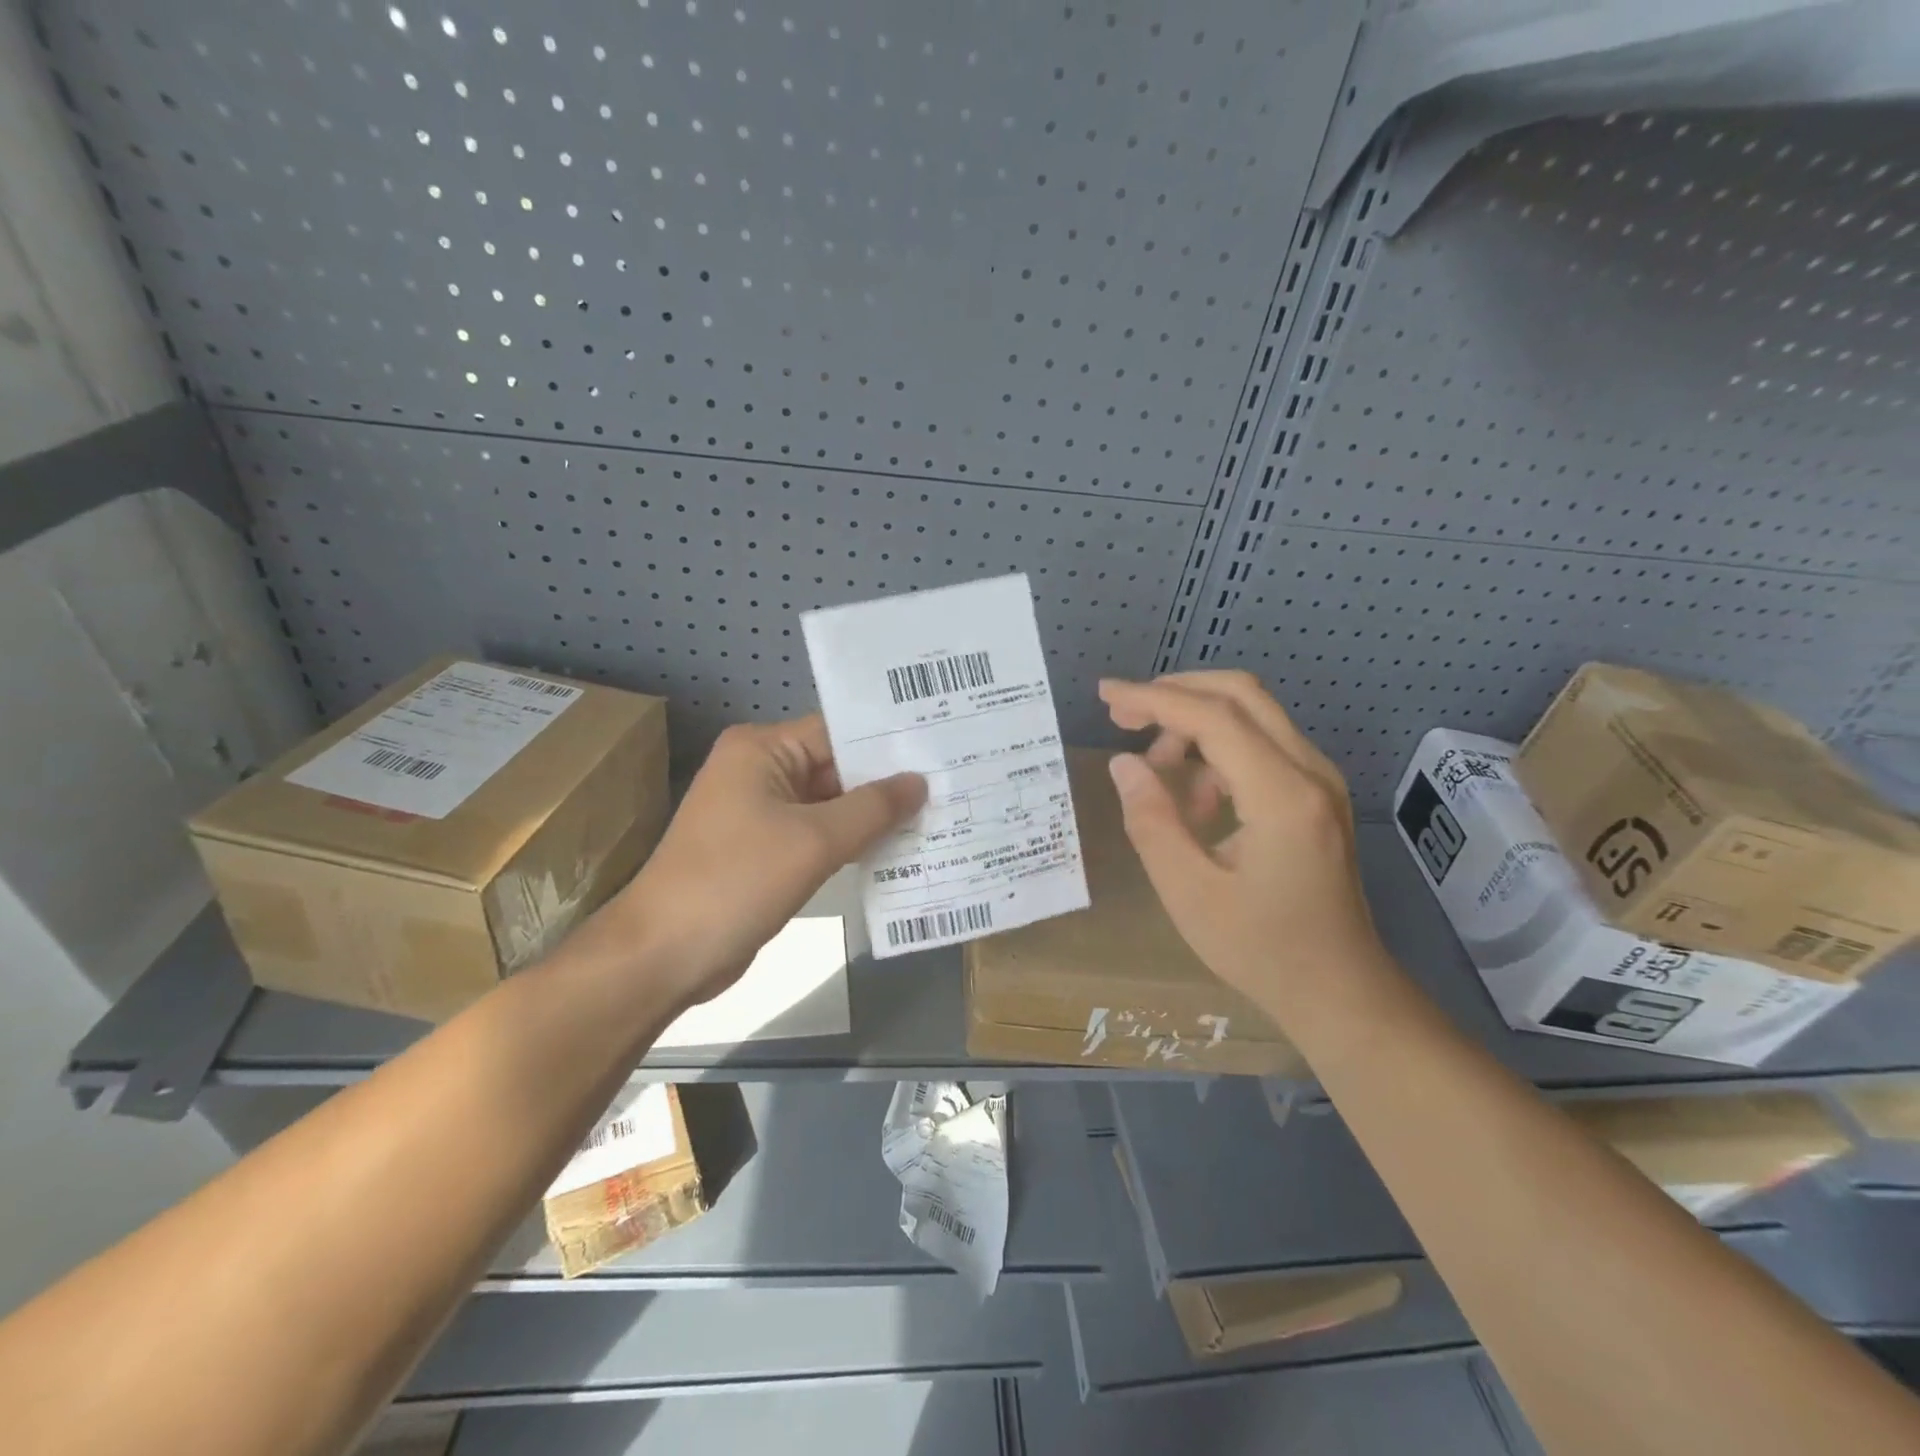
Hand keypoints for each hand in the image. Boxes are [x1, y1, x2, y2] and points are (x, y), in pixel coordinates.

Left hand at [609, 716, 925, 1006]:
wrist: (664, 954)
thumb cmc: (737, 881)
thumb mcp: (814, 841)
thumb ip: (872, 808)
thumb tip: (919, 782)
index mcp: (762, 749)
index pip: (838, 731)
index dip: (889, 742)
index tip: (941, 749)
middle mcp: (760, 769)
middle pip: (836, 766)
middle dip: (886, 781)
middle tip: (950, 782)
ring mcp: (761, 811)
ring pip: (830, 803)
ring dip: (872, 815)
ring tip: (936, 812)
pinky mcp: (764, 848)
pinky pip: (818, 833)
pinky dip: (851, 840)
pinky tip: (897, 847)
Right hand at [1098, 672, 1388, 1019]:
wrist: (1340, 990)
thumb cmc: (1262, 950)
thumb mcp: (1188, 893)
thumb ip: (1151, 822)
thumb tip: (1123, 764)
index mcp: (1282, 797)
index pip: (1213, 718)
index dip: (1153, 699)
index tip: (1105, 695)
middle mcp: (1311, 772)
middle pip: (1240, 695)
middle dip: (1174, 693)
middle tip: (1122, 717)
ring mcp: (1320, 780)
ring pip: (1252, 714)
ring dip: (1194, 724)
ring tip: (1155, 772)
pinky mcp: (1317, 793)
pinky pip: (1262, 745)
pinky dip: (1218, 750)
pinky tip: (1196, 801)